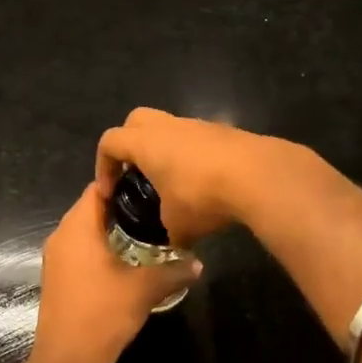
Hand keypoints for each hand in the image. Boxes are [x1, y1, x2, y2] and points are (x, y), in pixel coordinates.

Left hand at [29, 185, 200, 362]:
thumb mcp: (145, 289)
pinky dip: (101, 250)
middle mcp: (61, 236)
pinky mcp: (58, 278)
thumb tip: (198, 263)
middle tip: (156, 210)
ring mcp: (56, 258)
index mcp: (77, 227)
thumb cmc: (103, 313)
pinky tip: (127, 262)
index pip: (98, 188)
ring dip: (112, 231)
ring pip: (85, 232)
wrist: (67, 360)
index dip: (124, 183)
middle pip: (91, 208)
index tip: (151, 187)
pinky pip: (80, 251)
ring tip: (147, 234)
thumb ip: (173, 271)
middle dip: (122, 208)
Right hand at [94, 108, 273, 244]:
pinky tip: (205, 184)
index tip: (110, 191)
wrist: (258, 175)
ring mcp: (199, 125)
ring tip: (173, 183)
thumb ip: (169, 231)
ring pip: (171, 128)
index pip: (110, 142)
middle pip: (136, 120)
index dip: (103, 165)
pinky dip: (193, 156)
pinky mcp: (225, 132)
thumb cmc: (203, 196)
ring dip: (165, 150)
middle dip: (130, 144)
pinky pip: (198, 139)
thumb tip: (175, 241)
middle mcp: (169, 127)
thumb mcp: (178, 225)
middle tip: (135, 174)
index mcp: (146, 143)